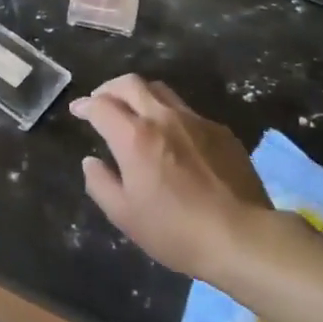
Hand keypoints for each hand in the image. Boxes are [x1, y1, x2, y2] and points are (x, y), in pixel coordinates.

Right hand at [72, 75, 270, 282]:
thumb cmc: (176, 230)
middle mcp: (163, 118)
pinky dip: (169, 115)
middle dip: (109, 88)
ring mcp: (195, 121)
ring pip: (160, 91)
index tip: (78, 111)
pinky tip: (173, 137)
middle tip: (101, 101)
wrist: (244, 237)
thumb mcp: (124, 216)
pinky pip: (187, 111)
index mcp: (134, 137)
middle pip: (130, 84)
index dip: (85, 106)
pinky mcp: (221, 131)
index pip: (101, 106)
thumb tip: (91, 162)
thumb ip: (100, 183)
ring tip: (135, 112)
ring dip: (140, 95)